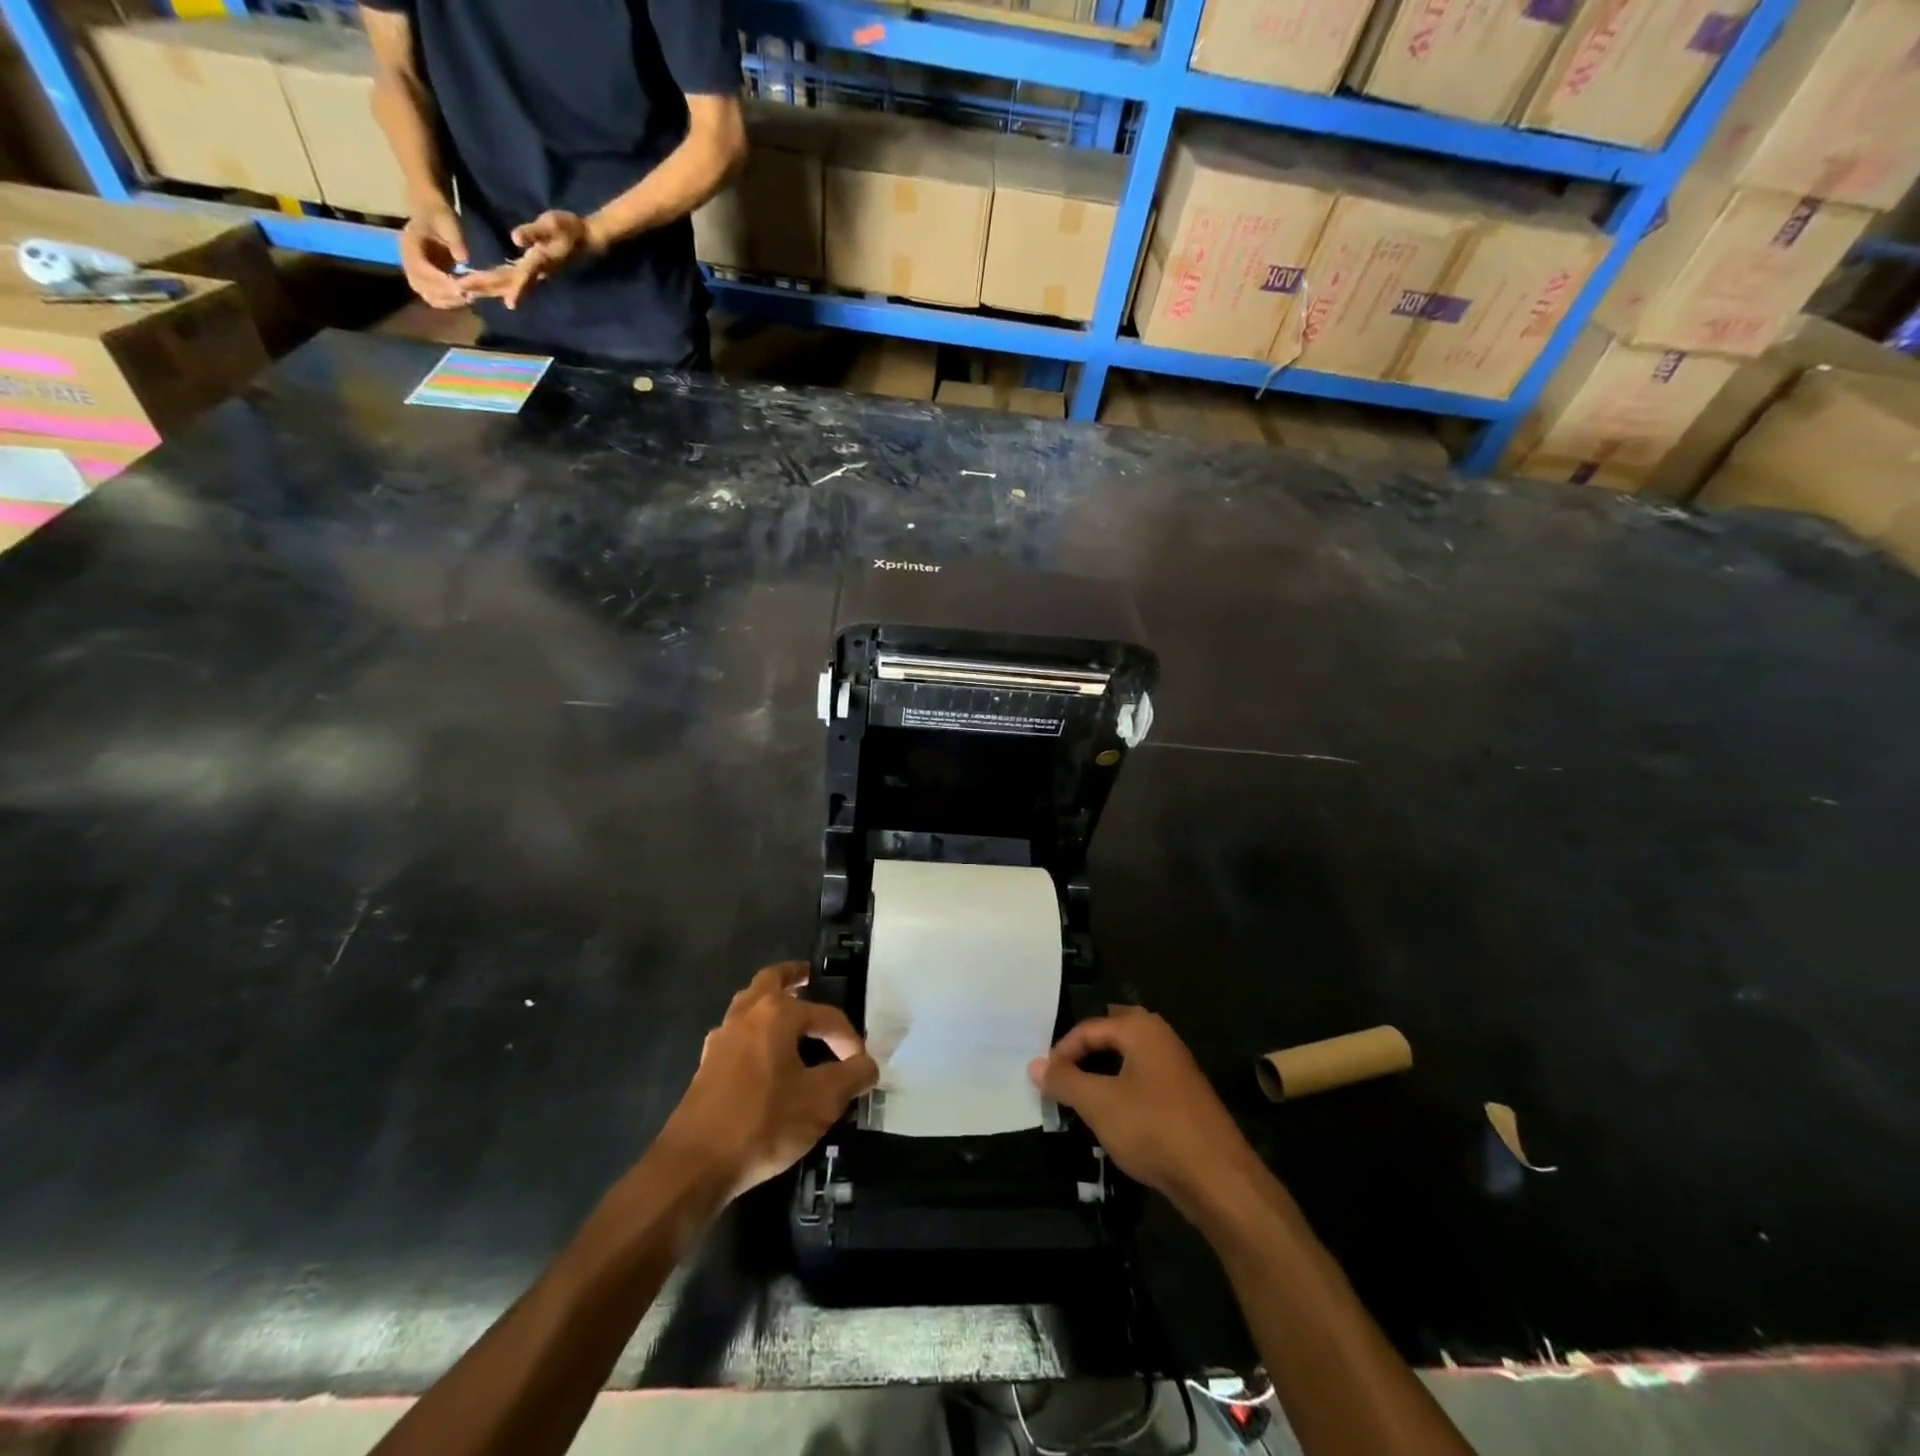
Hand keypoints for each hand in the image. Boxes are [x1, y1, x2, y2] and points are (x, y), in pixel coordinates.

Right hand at [399, 201, 468, 309]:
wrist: (430, 213)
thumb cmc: (438, 216)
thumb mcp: (447, 221)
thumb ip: (454, 239)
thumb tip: (463, 259)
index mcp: (408, 245)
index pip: (420, 269)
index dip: (439, 281)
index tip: (460, 287)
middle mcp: (408, 261)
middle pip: (422, 286)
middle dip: (445, 294)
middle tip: (468, 295)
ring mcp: (415, 272)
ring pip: (428, 295)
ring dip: (448, 301)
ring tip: (467, 298)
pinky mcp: (425, 280)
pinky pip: (434, 297)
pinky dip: (448, 302)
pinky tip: (463, 299)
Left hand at [462, 210, 605, 310]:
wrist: (588, 241)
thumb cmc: (571, 230)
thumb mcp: (554, 225)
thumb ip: (535, 232)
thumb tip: (515, 238)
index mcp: (537, 262)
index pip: (515, 276)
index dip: (493, 281)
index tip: (477, 288)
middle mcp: (533, 273)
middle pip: (505, 283)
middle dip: (483, 287)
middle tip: (459, 291)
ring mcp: (533, 274)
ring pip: (507, 285)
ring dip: (487, 290)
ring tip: (466, 292)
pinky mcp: (532, 272)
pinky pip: (511, 282)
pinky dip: (496, 285)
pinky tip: (485, 286)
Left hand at [656, 962, 877, 1201]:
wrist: (695, 1163)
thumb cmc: (764, 1122)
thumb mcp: (822, 1102)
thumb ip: (852, 1077)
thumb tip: (868, 1065)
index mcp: (777, 1014)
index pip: (825, 1015)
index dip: (848, 1037)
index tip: (860, 1064)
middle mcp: (747, 1015)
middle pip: (771, 980)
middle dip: (793, 976)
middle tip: (809, 976)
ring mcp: (722, 1039)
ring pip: (748, 1003)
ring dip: (769, 1001)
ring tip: (788, 1011)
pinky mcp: (707, 1065)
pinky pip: (736, 1032)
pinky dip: (753, 1030)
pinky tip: (762, 1054)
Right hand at [1030, 1007, 1264, 1220]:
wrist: (1218, 1179)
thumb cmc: (1153, 1129)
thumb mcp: (1099, 1104)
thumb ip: (1064, 1081)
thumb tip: (1035, 1065)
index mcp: (1141, 1029)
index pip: (1088, 1028)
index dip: (1061, 1052)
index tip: (1043, 1080)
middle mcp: (1161, 1038)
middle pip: (1109, 1037)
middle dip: (1083, 1056)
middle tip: (1060, 1081)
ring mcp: (1176, 1067)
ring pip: (1127, 1061)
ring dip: (1101, 1075)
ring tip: (1080, 1101)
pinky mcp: (1184, 1097)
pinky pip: (1142, 1081)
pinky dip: (1121, 1091)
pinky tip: (1112, 1118)